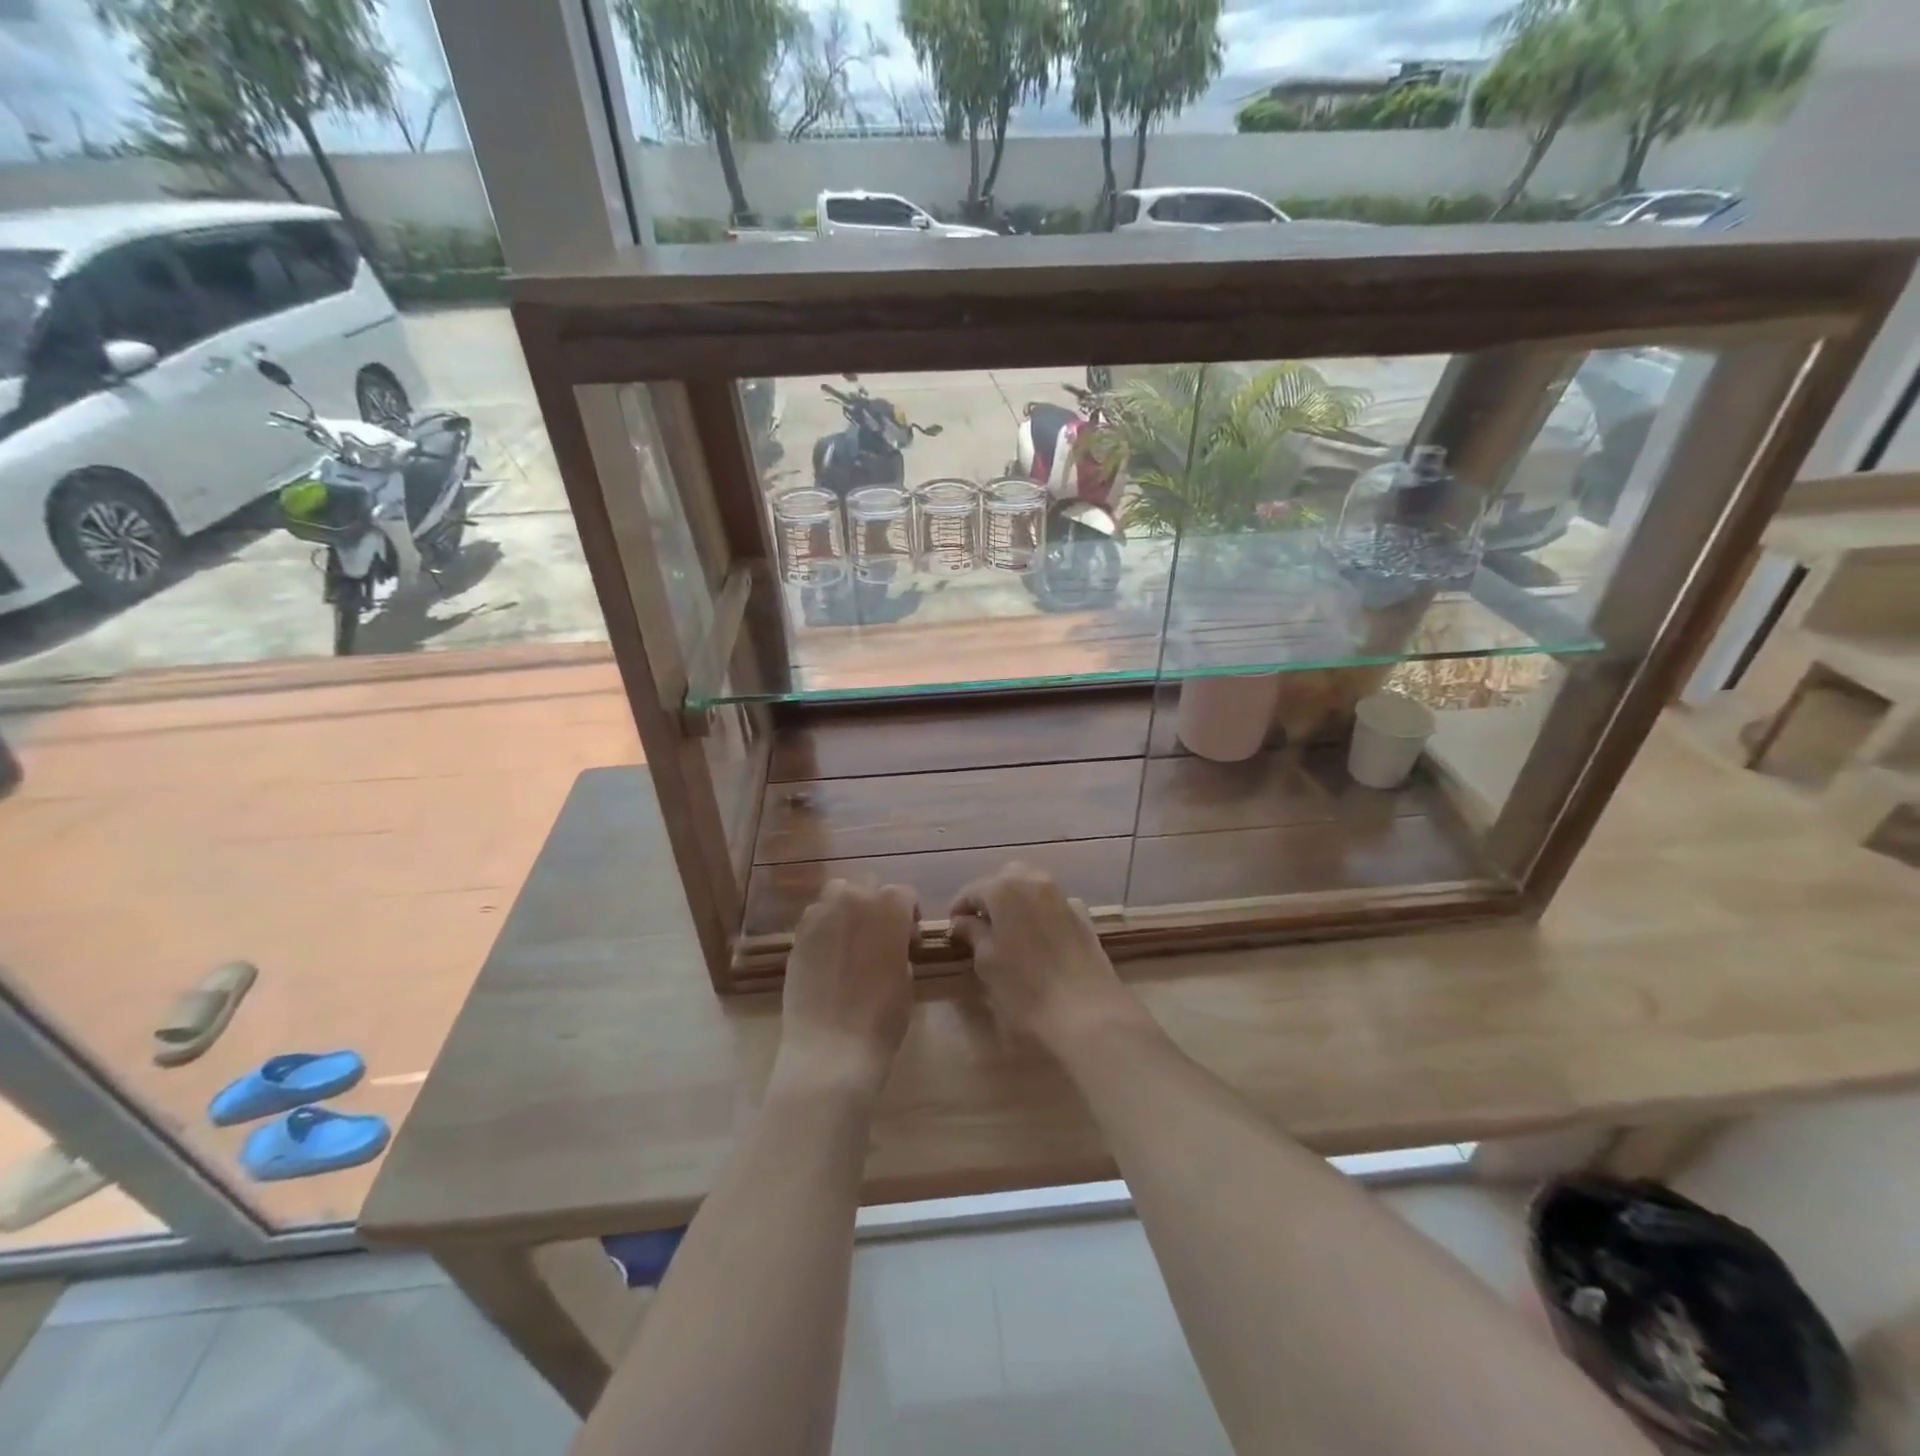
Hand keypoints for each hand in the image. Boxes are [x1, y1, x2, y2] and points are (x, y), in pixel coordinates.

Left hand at [773, 880, 917, 1100]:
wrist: (831, 1046)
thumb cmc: (882, 1017)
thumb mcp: (906, 979)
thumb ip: (899, 948)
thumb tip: (890, 945)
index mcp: (890, 907)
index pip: (904, 894)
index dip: (909, 915)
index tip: (909, 941)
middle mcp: (855, 899)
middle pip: (869, 885)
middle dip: (877, 905)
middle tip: (879, 938)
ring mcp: (821, 914)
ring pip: (838, 893)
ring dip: (848, 907)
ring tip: (850, 940)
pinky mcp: (797, 935)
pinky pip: (815, 916)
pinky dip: (824, 926)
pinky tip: (828, 955)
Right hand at [948, 863, 1147, 1055]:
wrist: (1088, 1014)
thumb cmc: (1025, 990)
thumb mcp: (987, 964)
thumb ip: (973, 935)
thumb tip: (963, 922)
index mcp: (1004, 889)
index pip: (972, 890)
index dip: (959, 909)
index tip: (953, 931)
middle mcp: (1034, 882)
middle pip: (1005, 879)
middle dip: (991, 897)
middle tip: (980, 927)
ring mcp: (1062, 897)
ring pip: (1032, 887)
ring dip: (1016, 902)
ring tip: (1007, 934)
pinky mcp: (1083, 916)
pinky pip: (1052, 905)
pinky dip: (1039, 913)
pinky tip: (1036, 940)